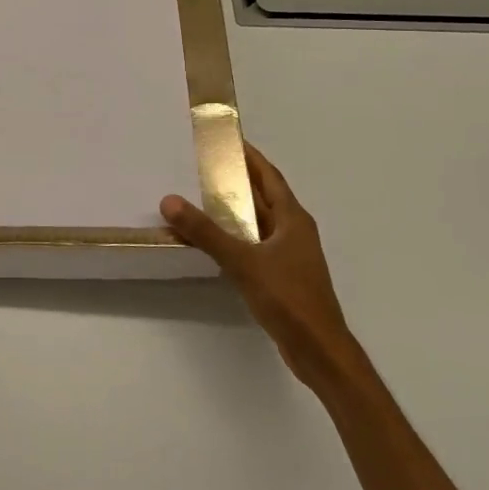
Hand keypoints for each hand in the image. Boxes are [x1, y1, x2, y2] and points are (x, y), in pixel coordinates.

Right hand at [161, 144, 356, 393]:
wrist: (318, 349)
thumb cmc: (288, 297)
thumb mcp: (243, 261)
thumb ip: (206, 232)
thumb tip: (170, 200)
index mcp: (293, 219)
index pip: (269, 176)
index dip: (250, 156)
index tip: (226, 140)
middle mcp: (294, 231)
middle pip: (263, 196)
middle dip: (236, 180)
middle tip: (202, 165)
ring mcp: (289, 255)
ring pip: (257, 222)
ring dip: (234, 209)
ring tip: (200, 196)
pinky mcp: (281, 276)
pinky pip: (254, 244)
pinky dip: (234, 235)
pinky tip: (213, 239)